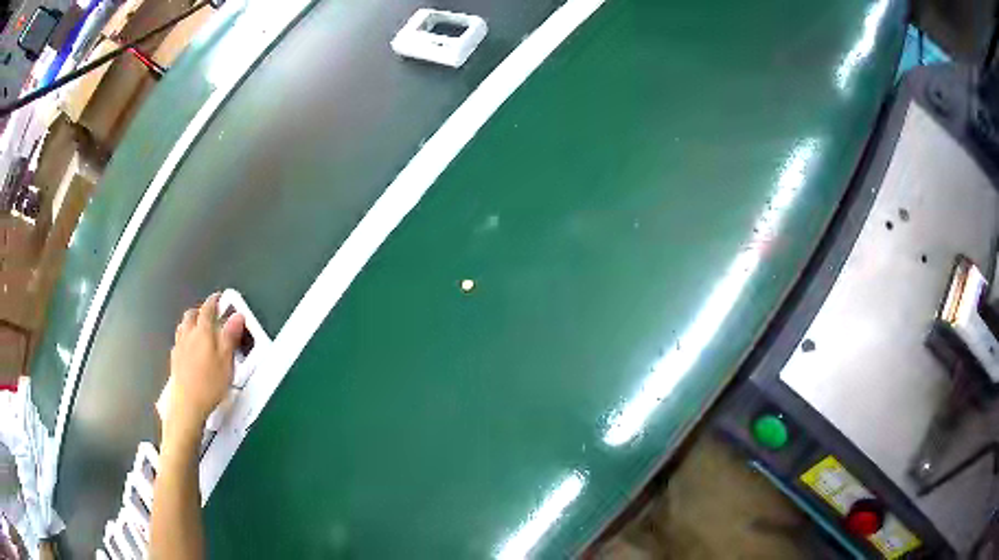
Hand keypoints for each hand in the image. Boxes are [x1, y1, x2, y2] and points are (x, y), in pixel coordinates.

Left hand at [165, 293, 244, 446]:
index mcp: (202, 332)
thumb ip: (230, 336)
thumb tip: (237, 316)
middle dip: (200, 311)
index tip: (218, 298)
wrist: (187, 405)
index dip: (213, 301)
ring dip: (190, 323)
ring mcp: (179, 347)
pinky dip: (184, 338)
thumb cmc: (209, 383)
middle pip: (191, 315)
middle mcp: (188, 335)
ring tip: (198, 328)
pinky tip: (189, 349)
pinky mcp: (174, 360)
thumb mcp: (226, 361)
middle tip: (209, 315)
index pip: (207, 309)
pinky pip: (178, 341)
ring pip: (182, 327)